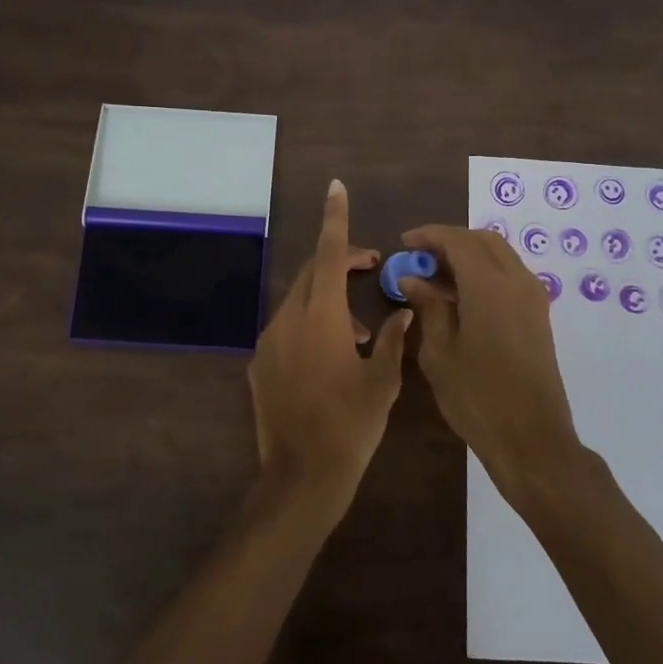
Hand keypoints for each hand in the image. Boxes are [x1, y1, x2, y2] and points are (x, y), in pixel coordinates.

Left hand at [247, 181, 411, 518]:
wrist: (301, 476)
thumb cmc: (351, 426)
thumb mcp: (384, 382)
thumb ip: (394, 339)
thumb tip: (403, 312)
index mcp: (321, 317)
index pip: (328, 254)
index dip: (335, 219)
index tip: (335, 188)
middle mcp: (289, 320)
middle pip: (312, 273)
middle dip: (339, 262)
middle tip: (370, 268)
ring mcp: (268, 342)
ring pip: (299, 301)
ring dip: (328, 300)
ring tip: (360, 331)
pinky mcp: (259, 364)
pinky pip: (286, 328)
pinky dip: (310, 325)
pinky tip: (330, 356)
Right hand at [397, 225, 584, 498]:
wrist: (531, 439)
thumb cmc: (477, 397)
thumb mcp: (439, 352)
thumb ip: (427, 307)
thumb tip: (412, 278)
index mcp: (489, 286)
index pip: (458, 241)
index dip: (429, 236)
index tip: (404, 243)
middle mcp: (517, 281)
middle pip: (483, 241)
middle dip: (450, 241)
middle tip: (419, 257)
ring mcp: (533, 297)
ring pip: (500, 255)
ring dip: (468, 255)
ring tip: (435, 276)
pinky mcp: (539, 315)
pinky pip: (510, 275)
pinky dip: (484, 272)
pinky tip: (460, 296)